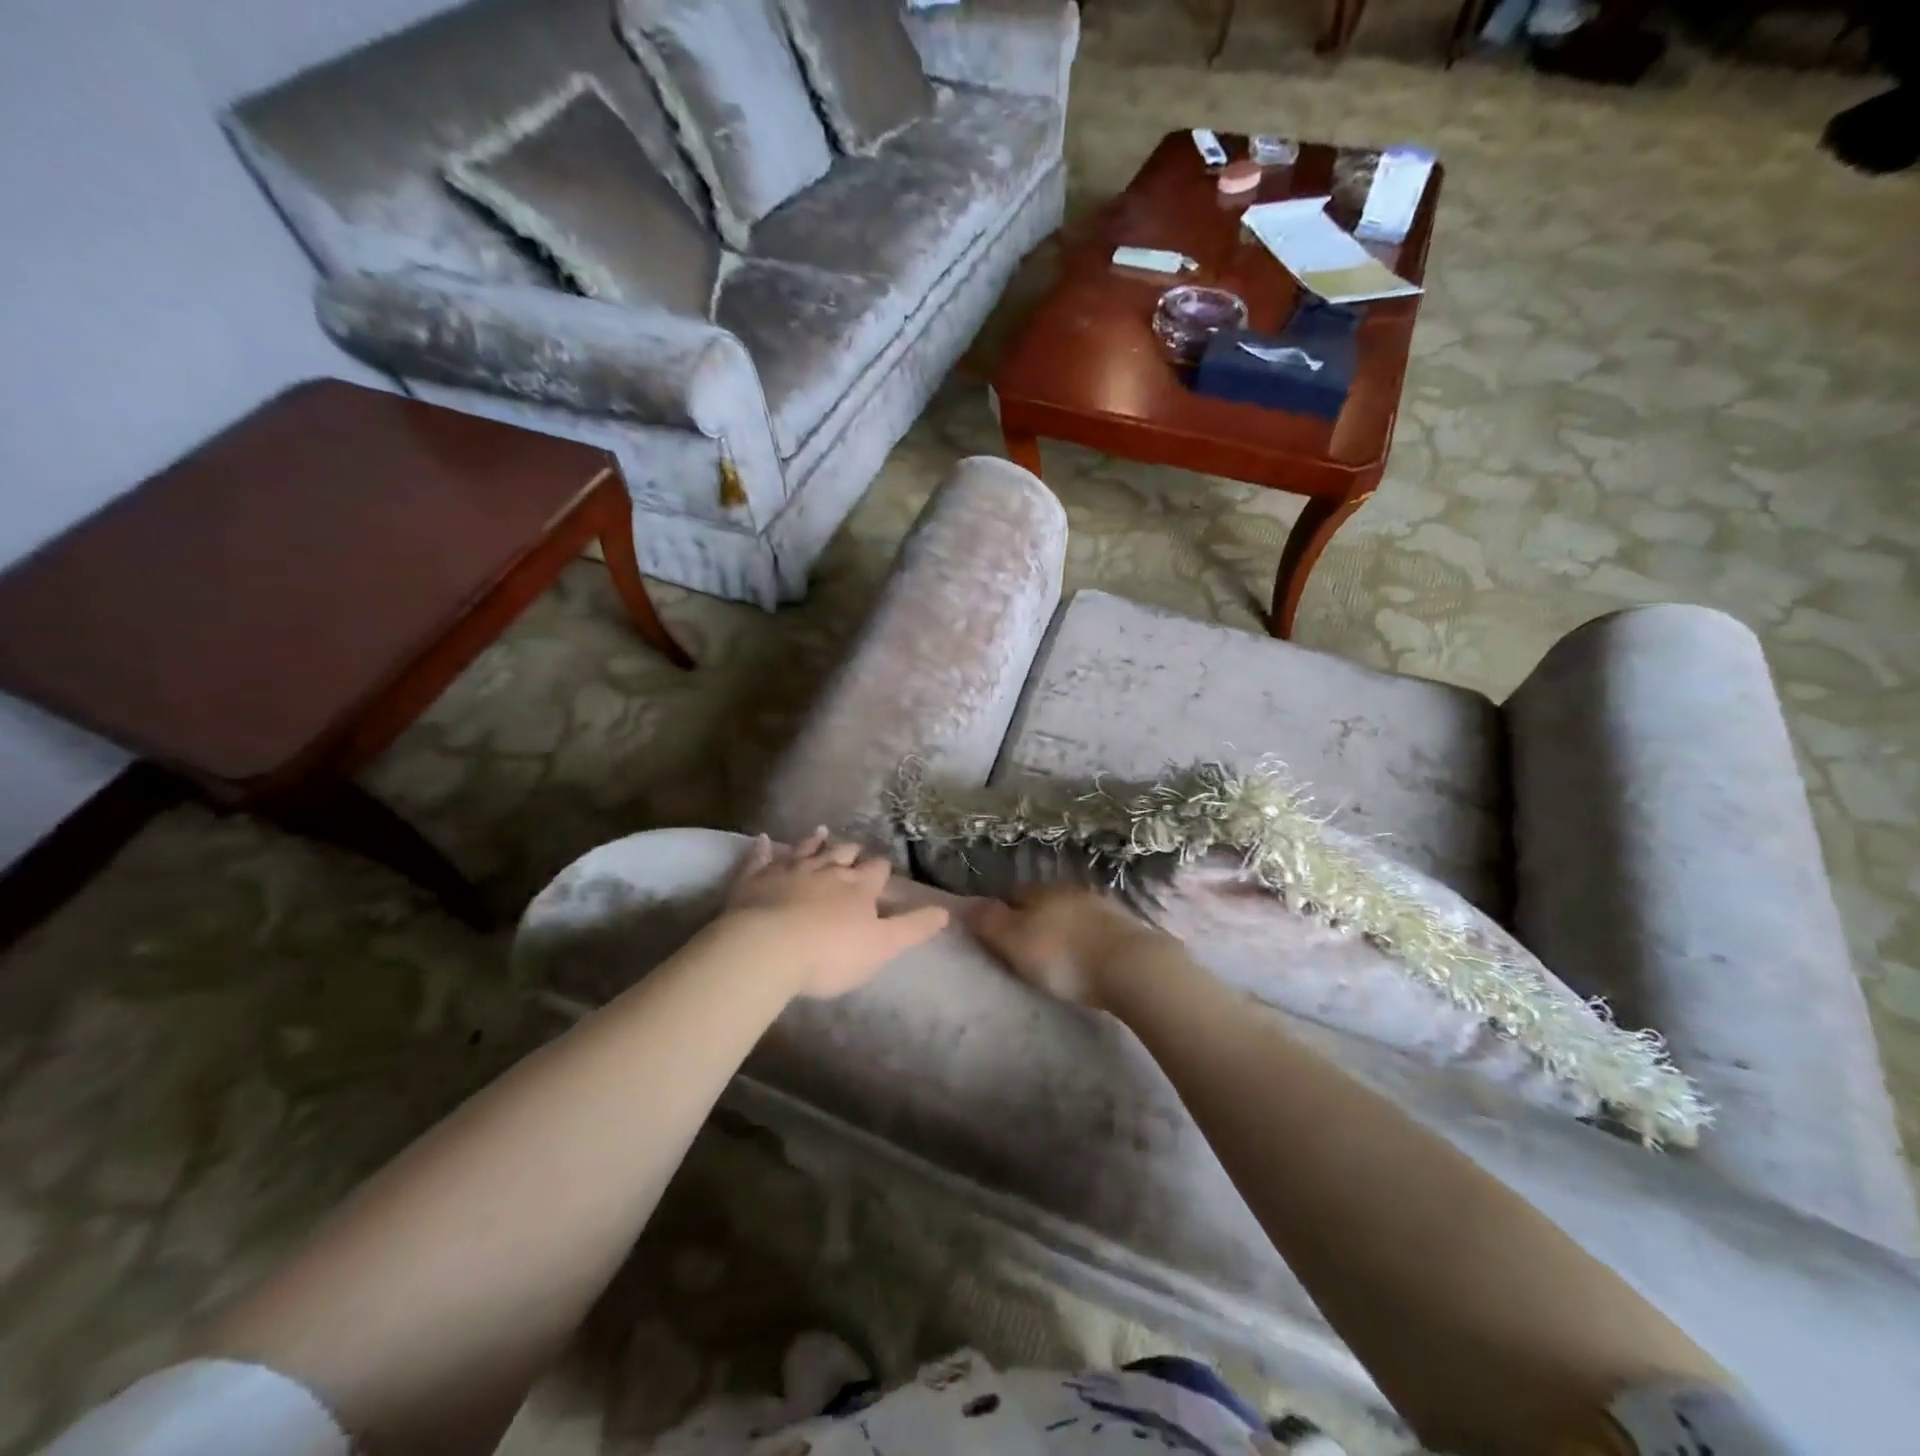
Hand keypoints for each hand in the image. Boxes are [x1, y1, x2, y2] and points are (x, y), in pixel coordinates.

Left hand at [721, 830, 949, 997]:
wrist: (767, 948)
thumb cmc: (830, 954)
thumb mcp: (882, 946)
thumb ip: (913, 927)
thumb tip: (947, 911)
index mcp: (859, 887)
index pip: (877, 870)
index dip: (881, 869)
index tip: (883, 869)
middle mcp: (827, 870)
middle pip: (843, 854)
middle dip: (851, 852)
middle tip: (854, 850)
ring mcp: (789, 870)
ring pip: (806, 850)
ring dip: (815, 842)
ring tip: (821, 832)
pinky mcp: (754, 879)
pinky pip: (760, 858)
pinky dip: (763, 848)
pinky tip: (763, 839)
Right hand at [964, 884, 1177, 1010]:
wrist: (1132, 967)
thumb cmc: (1064, 956)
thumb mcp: (1015, 942)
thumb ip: (989, 921)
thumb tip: (964, 902)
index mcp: (1041, 891)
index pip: (1013, 894)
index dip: (1002, 912)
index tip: (998, 935)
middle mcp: (1071, 890)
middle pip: (1044, 901)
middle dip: (1035, 919)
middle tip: (1028, 949)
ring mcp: (1103, 906)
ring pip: (1073, 913)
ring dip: (1065, 928)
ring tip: (1060, 956)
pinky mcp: (1127, 927)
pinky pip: (1098, 929)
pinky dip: (1089, 939)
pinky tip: (1089, 957)